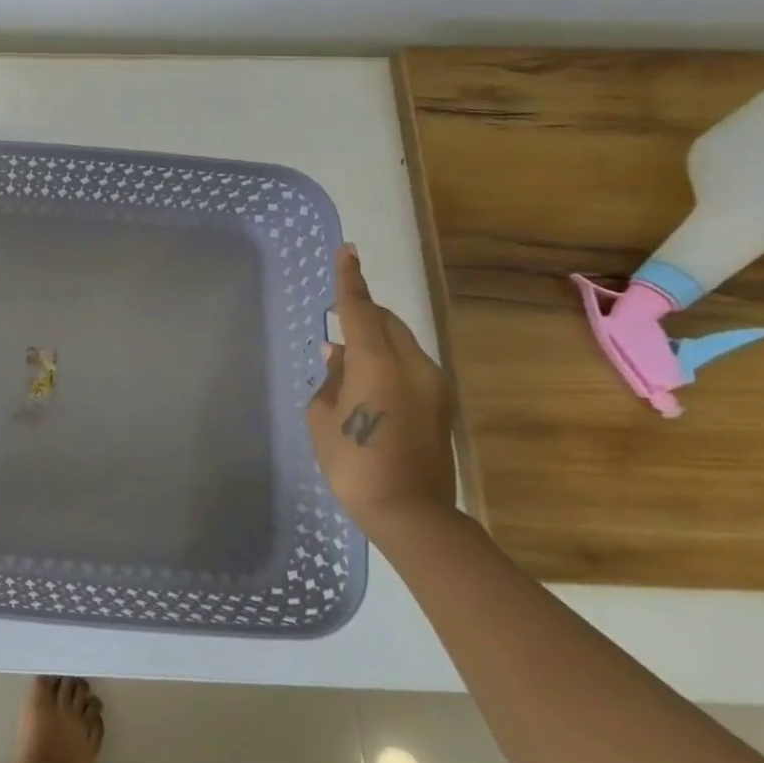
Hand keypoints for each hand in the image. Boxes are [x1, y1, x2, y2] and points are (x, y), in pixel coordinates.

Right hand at [305, 245, 457, 537]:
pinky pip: (408, 364)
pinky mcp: (439, 403)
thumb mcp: (323, 416)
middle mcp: (413, 365)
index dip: (350, 280)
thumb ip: (331, 377)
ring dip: (374, 339)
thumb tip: (338, 354)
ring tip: (345, 356)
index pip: (361, 309)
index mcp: (378, 364)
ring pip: (400, 343)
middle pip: (387, 322)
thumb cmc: (353, 462)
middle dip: (363, 312)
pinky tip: (364, 380)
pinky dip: (385, 359)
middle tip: (337, 318)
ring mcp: (433, 385)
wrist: (409, 511)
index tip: (347, 251)